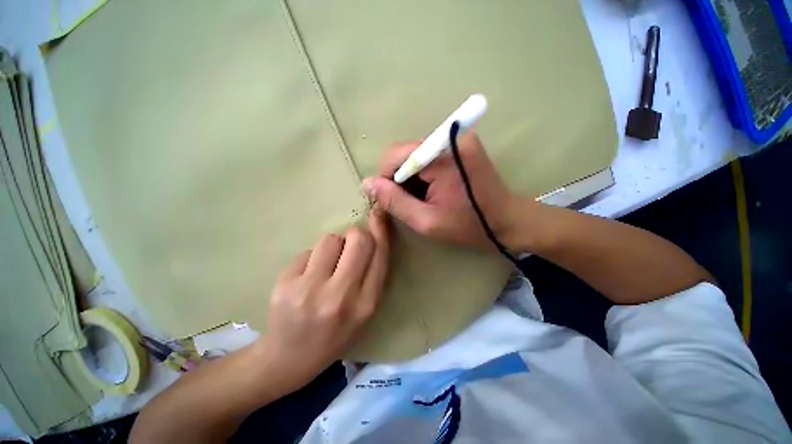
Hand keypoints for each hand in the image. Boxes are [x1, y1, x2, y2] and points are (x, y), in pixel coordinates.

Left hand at [256, 210, 389, 392]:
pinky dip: (311, 258)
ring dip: (332, 246)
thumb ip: (372, 275)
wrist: (289, 359)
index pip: (380, 254)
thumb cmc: (335, 333)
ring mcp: (310, 289)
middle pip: (357, 239)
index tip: (379, 214)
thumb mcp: (364, 311)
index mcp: (366, 304)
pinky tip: (305, 277)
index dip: (381, 230)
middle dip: (356, 234)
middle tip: (349, 246)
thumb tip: (372, 235)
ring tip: (325, 266)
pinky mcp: (285, 284)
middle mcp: (341, 296)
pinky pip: (307, 251)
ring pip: (330, 239)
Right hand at [361, 132, 519, 248]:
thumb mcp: (426, 221)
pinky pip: (427, 157)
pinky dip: (422, 175)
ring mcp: (456, 139)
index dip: (386, 179)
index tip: (390, 201)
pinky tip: (431, 191)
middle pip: (405, 153)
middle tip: (408, 203)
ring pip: (415, 156)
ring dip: (411, 178)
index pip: (396, 155)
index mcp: (443, 155)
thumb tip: (367, 184)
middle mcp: (449, 138)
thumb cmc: (469, 225)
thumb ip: (395, 202)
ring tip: (422, 199)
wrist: (506, 220)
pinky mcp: (459, 145)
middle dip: (399, 179)